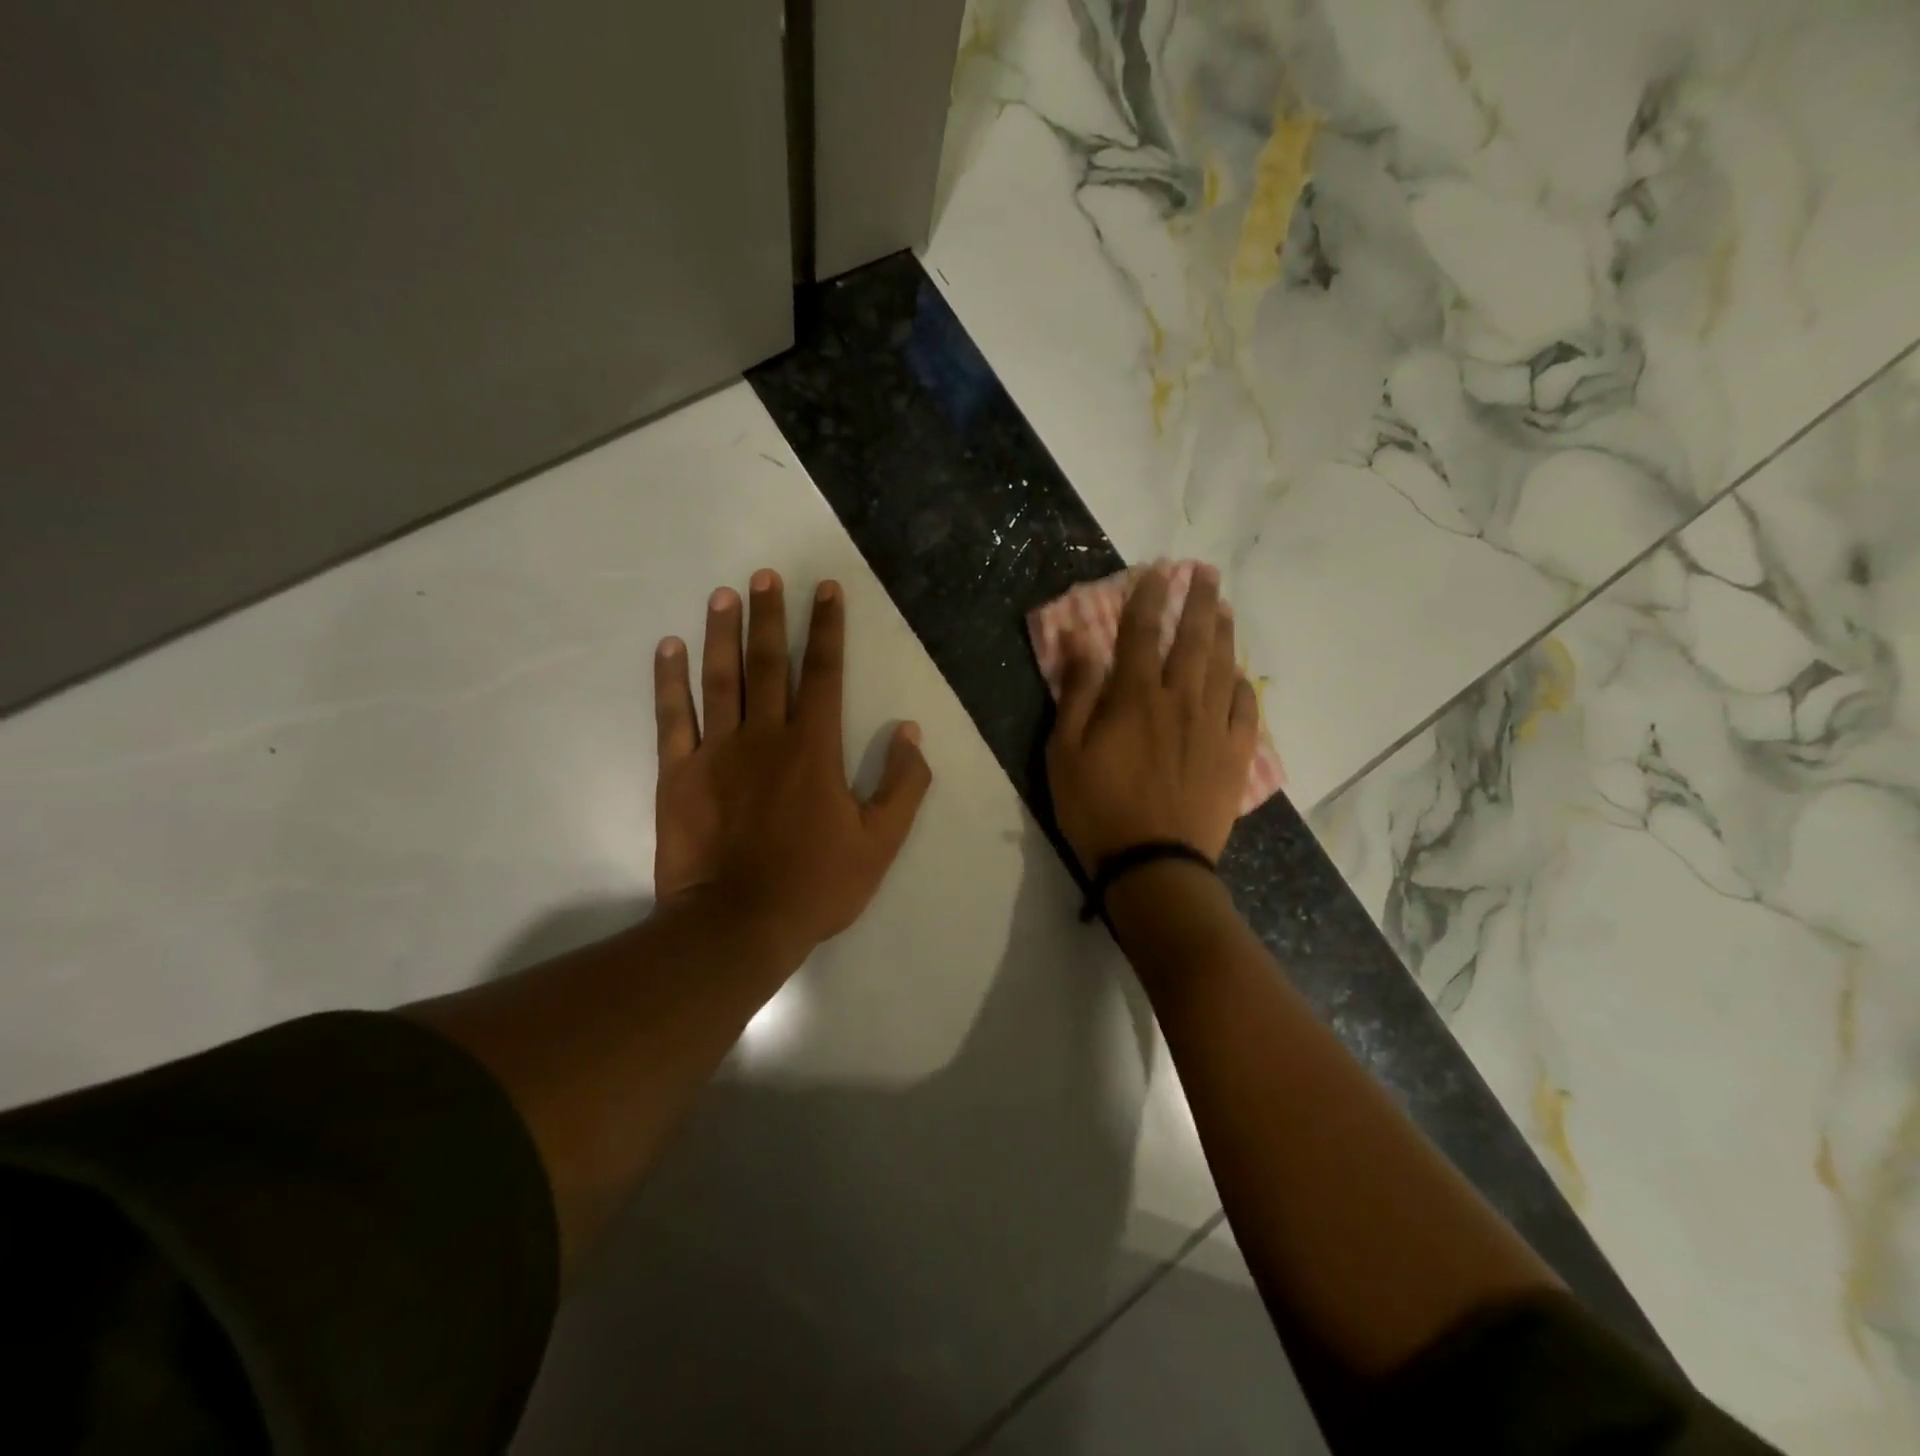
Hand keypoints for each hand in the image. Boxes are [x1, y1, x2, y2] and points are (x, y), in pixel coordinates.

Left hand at [652, 570, 932, 957]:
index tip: (826, 589)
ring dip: (722, 633)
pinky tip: (668, 648)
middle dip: (771, 616)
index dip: (828, 629)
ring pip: (720, 678)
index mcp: (814, 748)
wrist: (737, 925)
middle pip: (769, 664)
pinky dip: (669, 680)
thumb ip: (902, 786)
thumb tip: (911, 733)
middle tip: (766, 575)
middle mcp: (765, 736)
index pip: (825, 674)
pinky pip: (672, 717)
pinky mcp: (679, 773)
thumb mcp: (879, 843)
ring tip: (723, 594)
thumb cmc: (814, 885)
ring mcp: (717, 751)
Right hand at [1045, 564, 1258, 872]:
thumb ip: (1076, 694)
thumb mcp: (1065, 752)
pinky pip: (1244, 708)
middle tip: (1204, 573)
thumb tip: (1080, 643)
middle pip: (1193, 640)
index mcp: (1135, 697)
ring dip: (1223, 632)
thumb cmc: (1097, 808)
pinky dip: (1241, 685)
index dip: (1148, 598)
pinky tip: (1238, 675)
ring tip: (1224, 608)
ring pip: (1222, 666)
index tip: (1156, 572)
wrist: (1153, 864)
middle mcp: (1180, 700)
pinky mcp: (1234, 754)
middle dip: (1197, 601)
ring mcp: (1213, 726)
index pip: (1142, 633)